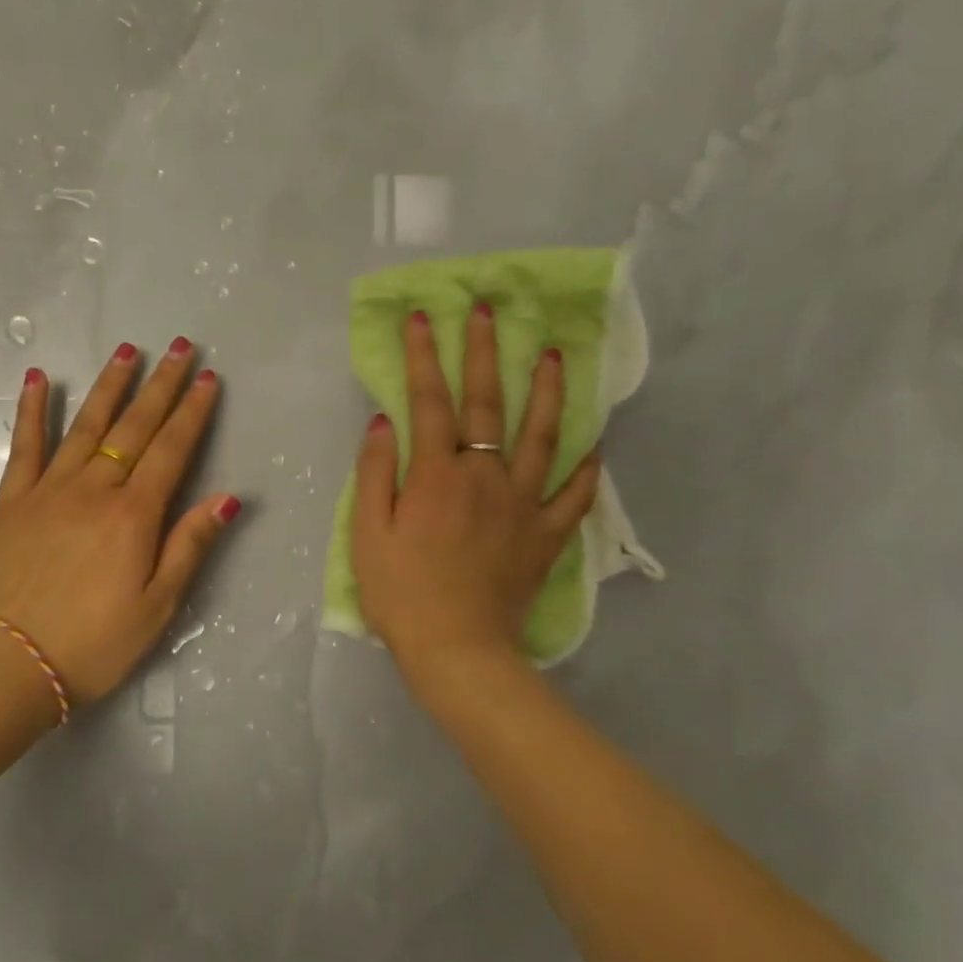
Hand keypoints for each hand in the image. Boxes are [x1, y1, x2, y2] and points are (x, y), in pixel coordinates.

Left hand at [0, 339, 240, 705]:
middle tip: (181, 348)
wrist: (11, 665)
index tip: (208, 379)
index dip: (193, 413)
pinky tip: (41, 379)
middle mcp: (94, 490)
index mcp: (134, 516)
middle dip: (161, 385)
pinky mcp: (12, 501)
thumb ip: (190, 546)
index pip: (172, 450)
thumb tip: (227, 498)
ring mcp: (49, 490)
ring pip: (86, 426)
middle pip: (135, 427)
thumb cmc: (95, 643)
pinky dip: (33, 410)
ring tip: (128, 350)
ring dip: (110, 385)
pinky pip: (25, 446)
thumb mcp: (158, 606)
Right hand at [351, 305, 599, 688]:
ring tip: (556, 354)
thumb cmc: (401, 594)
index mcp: (437, 475)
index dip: (424, 356)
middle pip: (487, 404)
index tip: (422, 318)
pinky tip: (594, 445)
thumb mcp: (368, 534)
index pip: (430, 401)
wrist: (456, 650)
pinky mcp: (546, 535)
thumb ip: (375, 474)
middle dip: (486, 352)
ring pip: (542, 437)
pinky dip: (586, 469)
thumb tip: (384, 422)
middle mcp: (485, 476)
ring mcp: (523, 504)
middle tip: (490, 311)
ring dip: (547, 392)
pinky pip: (574, 496)